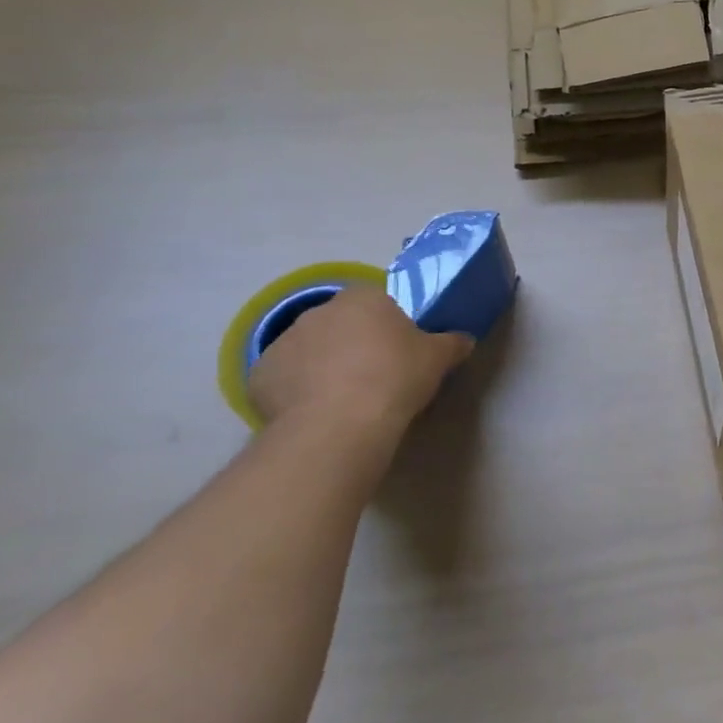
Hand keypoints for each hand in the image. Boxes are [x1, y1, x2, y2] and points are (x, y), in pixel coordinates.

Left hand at [247, 284, 471, 436]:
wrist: (340, 424)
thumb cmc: (396, 377)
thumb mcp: (438, 358)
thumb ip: (452, 343)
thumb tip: (464, 340)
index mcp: (363, 298)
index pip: (376, 302)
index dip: (387, 326)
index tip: (397, 352)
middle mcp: (319, 311)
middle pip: (339, 324)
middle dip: (352, 344)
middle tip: (373, 375)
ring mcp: (284, 342)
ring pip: (309, 351)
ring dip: (322, 367)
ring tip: (342, 400)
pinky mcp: (259, 376)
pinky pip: (284, 379)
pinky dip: (296, 392)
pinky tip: (315, 413)